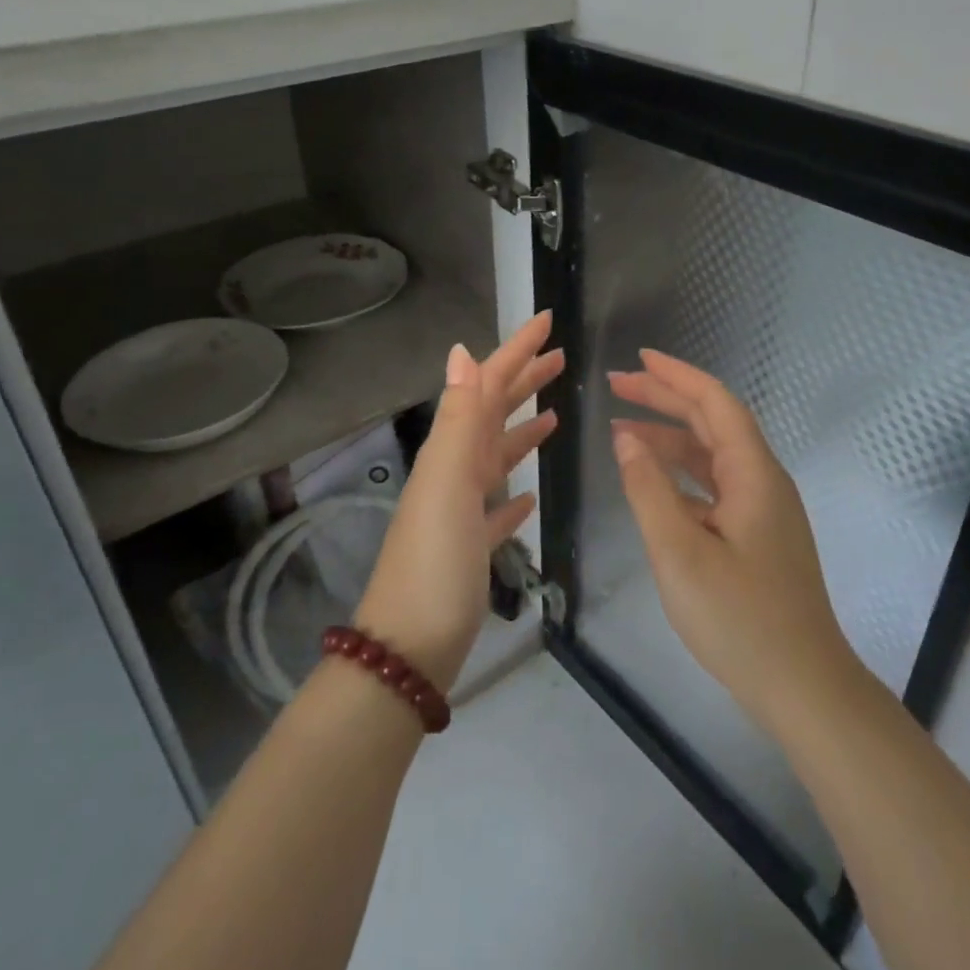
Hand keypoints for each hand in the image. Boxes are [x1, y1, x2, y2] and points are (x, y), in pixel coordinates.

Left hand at [354, 313, 562, 692]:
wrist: (408, 650)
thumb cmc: (436, 563)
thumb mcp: (449, 482)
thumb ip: (460, 418)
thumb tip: (462, 350)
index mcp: (452, 451)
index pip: (488, 384)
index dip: (517, 349)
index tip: (548, 319)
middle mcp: (454, 472)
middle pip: (494, 413)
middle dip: (525, 381)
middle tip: (561, 358)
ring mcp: (460, 511)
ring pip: (497, 457)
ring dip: (523, 431)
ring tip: (554, 416)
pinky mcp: (470, 548)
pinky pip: (496, 508)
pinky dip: (513, 493)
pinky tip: (529, 495)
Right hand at [609, 350, 856, 732]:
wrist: (804, 687)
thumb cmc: (740, 619)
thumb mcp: (679, 553)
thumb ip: (649, 490)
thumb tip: (626, 439)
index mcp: (752, 473)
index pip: (715, 402)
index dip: (676, 376)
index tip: (638, 359)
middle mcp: (762, 481)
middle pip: (712, 422)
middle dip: (665, 399)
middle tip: (617, 386)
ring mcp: (762, 510)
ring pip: (711, 456)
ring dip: (669, 438)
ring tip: (621, 432)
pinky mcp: (757, 536)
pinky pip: (713, 487)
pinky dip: (680, 475)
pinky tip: (652, 484)